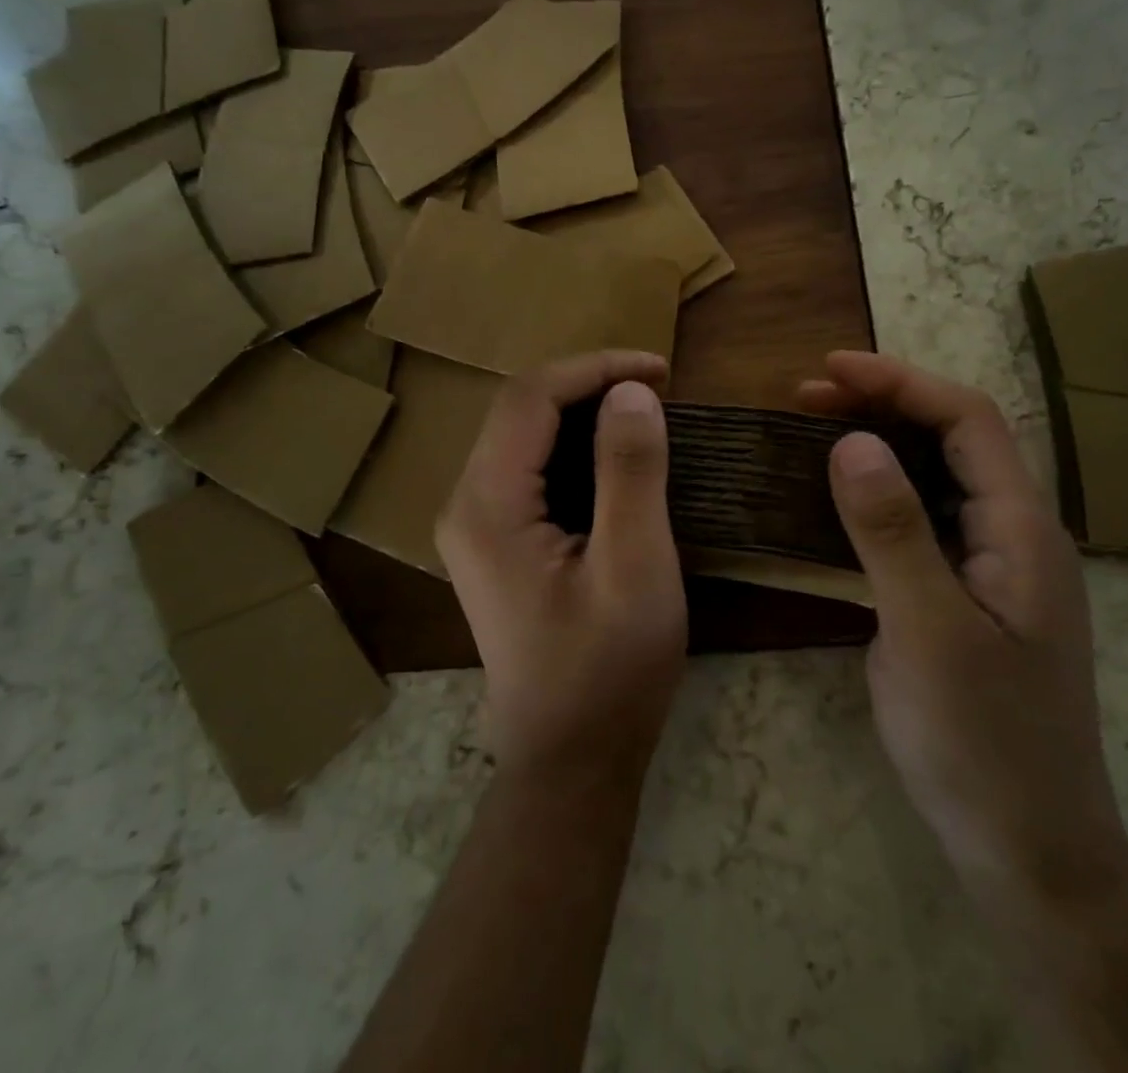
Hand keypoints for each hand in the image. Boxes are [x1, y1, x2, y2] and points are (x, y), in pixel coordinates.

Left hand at [438, 351, 686, 784]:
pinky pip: (531, 468)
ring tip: (644, 413)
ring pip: (524, 435)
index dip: (595, 368)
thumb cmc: (608, 669)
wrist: (571, 759)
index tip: (661, 370)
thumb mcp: (635, 566)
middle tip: (657, 389)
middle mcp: (466, 504)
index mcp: (487, 505)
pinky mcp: (495, 542)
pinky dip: (576, 447)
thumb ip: (630, 472)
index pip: (530, 397)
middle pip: (520, 409)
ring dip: (583, 412)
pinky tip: (616, 457)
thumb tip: (633, 391)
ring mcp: (475, 525)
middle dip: (589, 384)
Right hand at [799, 351, 1127, 906]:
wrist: (1028, 851)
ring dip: (876, 447)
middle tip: (806, 398)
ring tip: (811, 433)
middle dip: (882, 405)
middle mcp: (1013, 535)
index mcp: (1021, 529)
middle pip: (952, 441)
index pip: (967, 420)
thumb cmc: (983, 742)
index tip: (829, 369)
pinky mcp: (964, 597)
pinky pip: (919, 524)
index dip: (899, 382)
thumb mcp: (929, 632)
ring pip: (934, 480)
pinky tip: (832, 503)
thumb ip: (892, 531)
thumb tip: (851, 440)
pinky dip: (874, 498)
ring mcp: (990, 568)